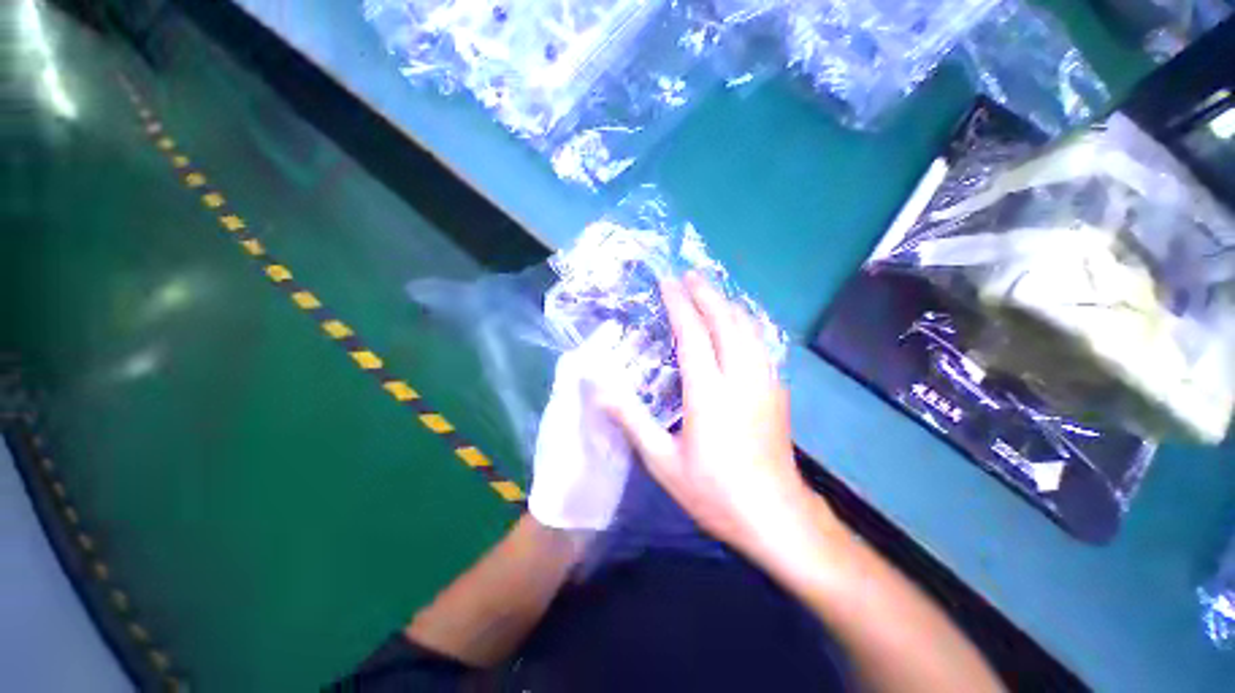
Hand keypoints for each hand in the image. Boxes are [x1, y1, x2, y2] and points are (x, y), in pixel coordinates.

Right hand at [601, 274, 843, 568]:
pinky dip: (746, 323)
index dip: (679, 304)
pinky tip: (739, 323)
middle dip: (706, 294)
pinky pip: (762, 343)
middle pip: (726, 321)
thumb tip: (601, 389)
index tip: (668, 283)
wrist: (775, 516)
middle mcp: (741, 378)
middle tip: (690, 275)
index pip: (693, 334)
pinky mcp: (778, 390)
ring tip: (711, 292)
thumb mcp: (662, 462)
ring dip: (728, 304)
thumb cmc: (714, 491)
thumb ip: (631, 421)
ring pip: (749, 328)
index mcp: (709, 393)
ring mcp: (765, 382)